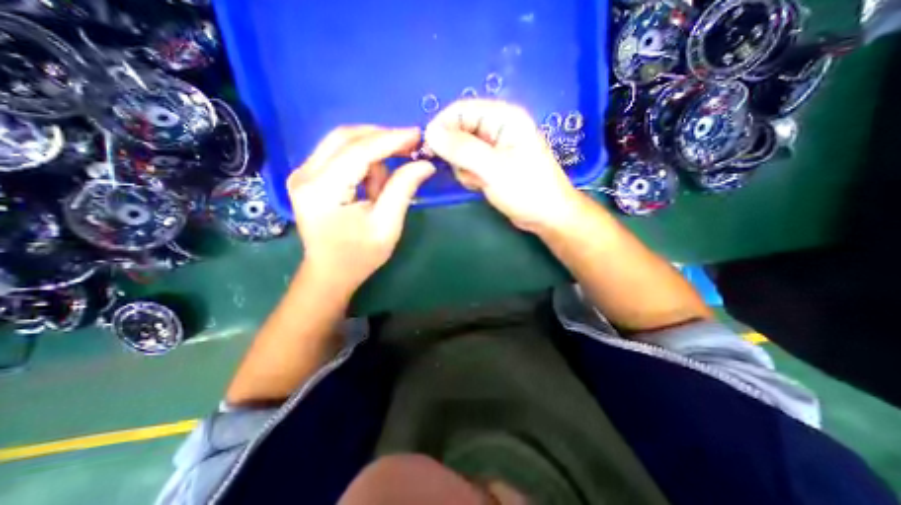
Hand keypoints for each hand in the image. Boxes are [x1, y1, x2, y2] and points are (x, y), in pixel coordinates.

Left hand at [285, 125, 431, 295]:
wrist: (330, 273)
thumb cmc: (359, 255)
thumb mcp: (387, 225)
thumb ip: (403, 190)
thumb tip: (425, 164)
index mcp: (322, 190)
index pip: (359, 152)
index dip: (391, 140)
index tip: (418, 134)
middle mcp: (305, 174)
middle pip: (346, 137)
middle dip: (382, 139)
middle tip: (410, 147)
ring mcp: (303, 173)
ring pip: (343, 143)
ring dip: (372, 157)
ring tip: (383, 188)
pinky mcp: (309, 176)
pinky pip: (340, 154)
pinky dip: (362, 163)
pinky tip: (371, 186)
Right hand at [425, 99, 581, 231]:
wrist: (546, 216)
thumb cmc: (526, 189)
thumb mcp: (493, 168)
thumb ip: (461, 149)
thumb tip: (429, 133)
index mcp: (503, 117)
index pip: (461, 110)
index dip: (442, 126)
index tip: (430, 149)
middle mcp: (497, 128)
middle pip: (459, 130)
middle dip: (456, 154)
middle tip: (467, 171)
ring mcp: (493, 148)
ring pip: (460, 151)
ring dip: (463, 168)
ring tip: (480, 181)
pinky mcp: (491, 165)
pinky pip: (468, 165)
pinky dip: (469, 176)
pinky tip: (482, 186)